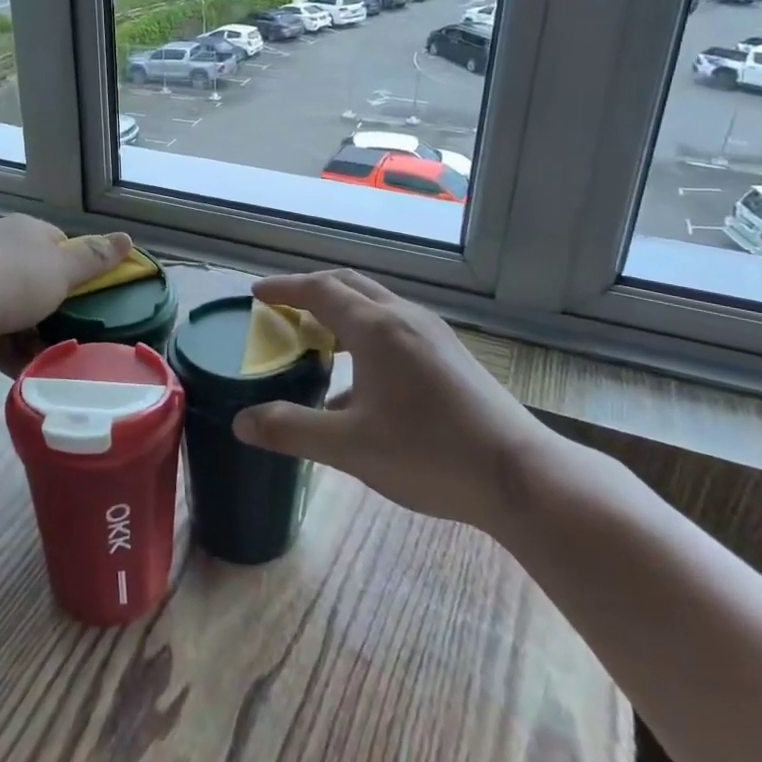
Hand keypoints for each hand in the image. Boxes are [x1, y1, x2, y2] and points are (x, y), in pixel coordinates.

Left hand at [0, 215, 132, 345]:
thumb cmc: (16, 279)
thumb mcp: (64, 269)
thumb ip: (95, 257)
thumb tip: (128, 237)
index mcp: (25, 230)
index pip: (58, 244)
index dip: (77, 269)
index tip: (90, 296)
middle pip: (36, 278)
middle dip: (55, 308)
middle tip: (75, 331)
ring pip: (14, 309)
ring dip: (34, 335)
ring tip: (55, 358)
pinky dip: (11, 349)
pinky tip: (27, 370)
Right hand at [234, 269, 565, 532]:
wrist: (521, 476)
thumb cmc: (429, 454)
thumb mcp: (349, 447)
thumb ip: (291, 430)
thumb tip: (240, 421)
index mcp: (376, 328)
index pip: (319, 290)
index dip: (284, 288)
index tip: (257, 292)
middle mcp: (405, 318)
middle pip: (349, 285)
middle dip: (311, 289)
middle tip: (282, 308)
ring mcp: (433, 334)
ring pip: (376, 303)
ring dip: (341, 308)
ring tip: (318, 337)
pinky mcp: (451, 354)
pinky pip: (396, 324)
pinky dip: (365, 329)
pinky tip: (364, 377)